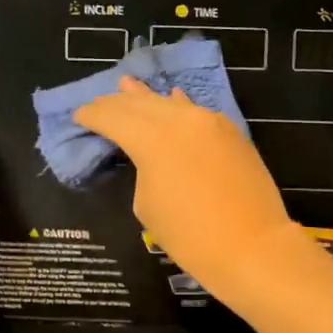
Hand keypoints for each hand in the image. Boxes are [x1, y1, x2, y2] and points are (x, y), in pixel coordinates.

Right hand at [74, 77, 299, 297]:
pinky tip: (174, 98)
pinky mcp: (231, 133)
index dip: (93, 115)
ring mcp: (210, 122)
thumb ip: (142, 170)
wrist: (253, 247)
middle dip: (117, 103)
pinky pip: (196, 112)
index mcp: (151, 138)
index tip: (79, 115)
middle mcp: (180, 120)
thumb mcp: (147, 204)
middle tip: (99, 104)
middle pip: (141, 104)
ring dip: (147, 98)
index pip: (113, 117)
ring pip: (170, 103)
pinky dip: (179, 106)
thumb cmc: (190, 236)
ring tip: (128, 85)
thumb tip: (151, 156)